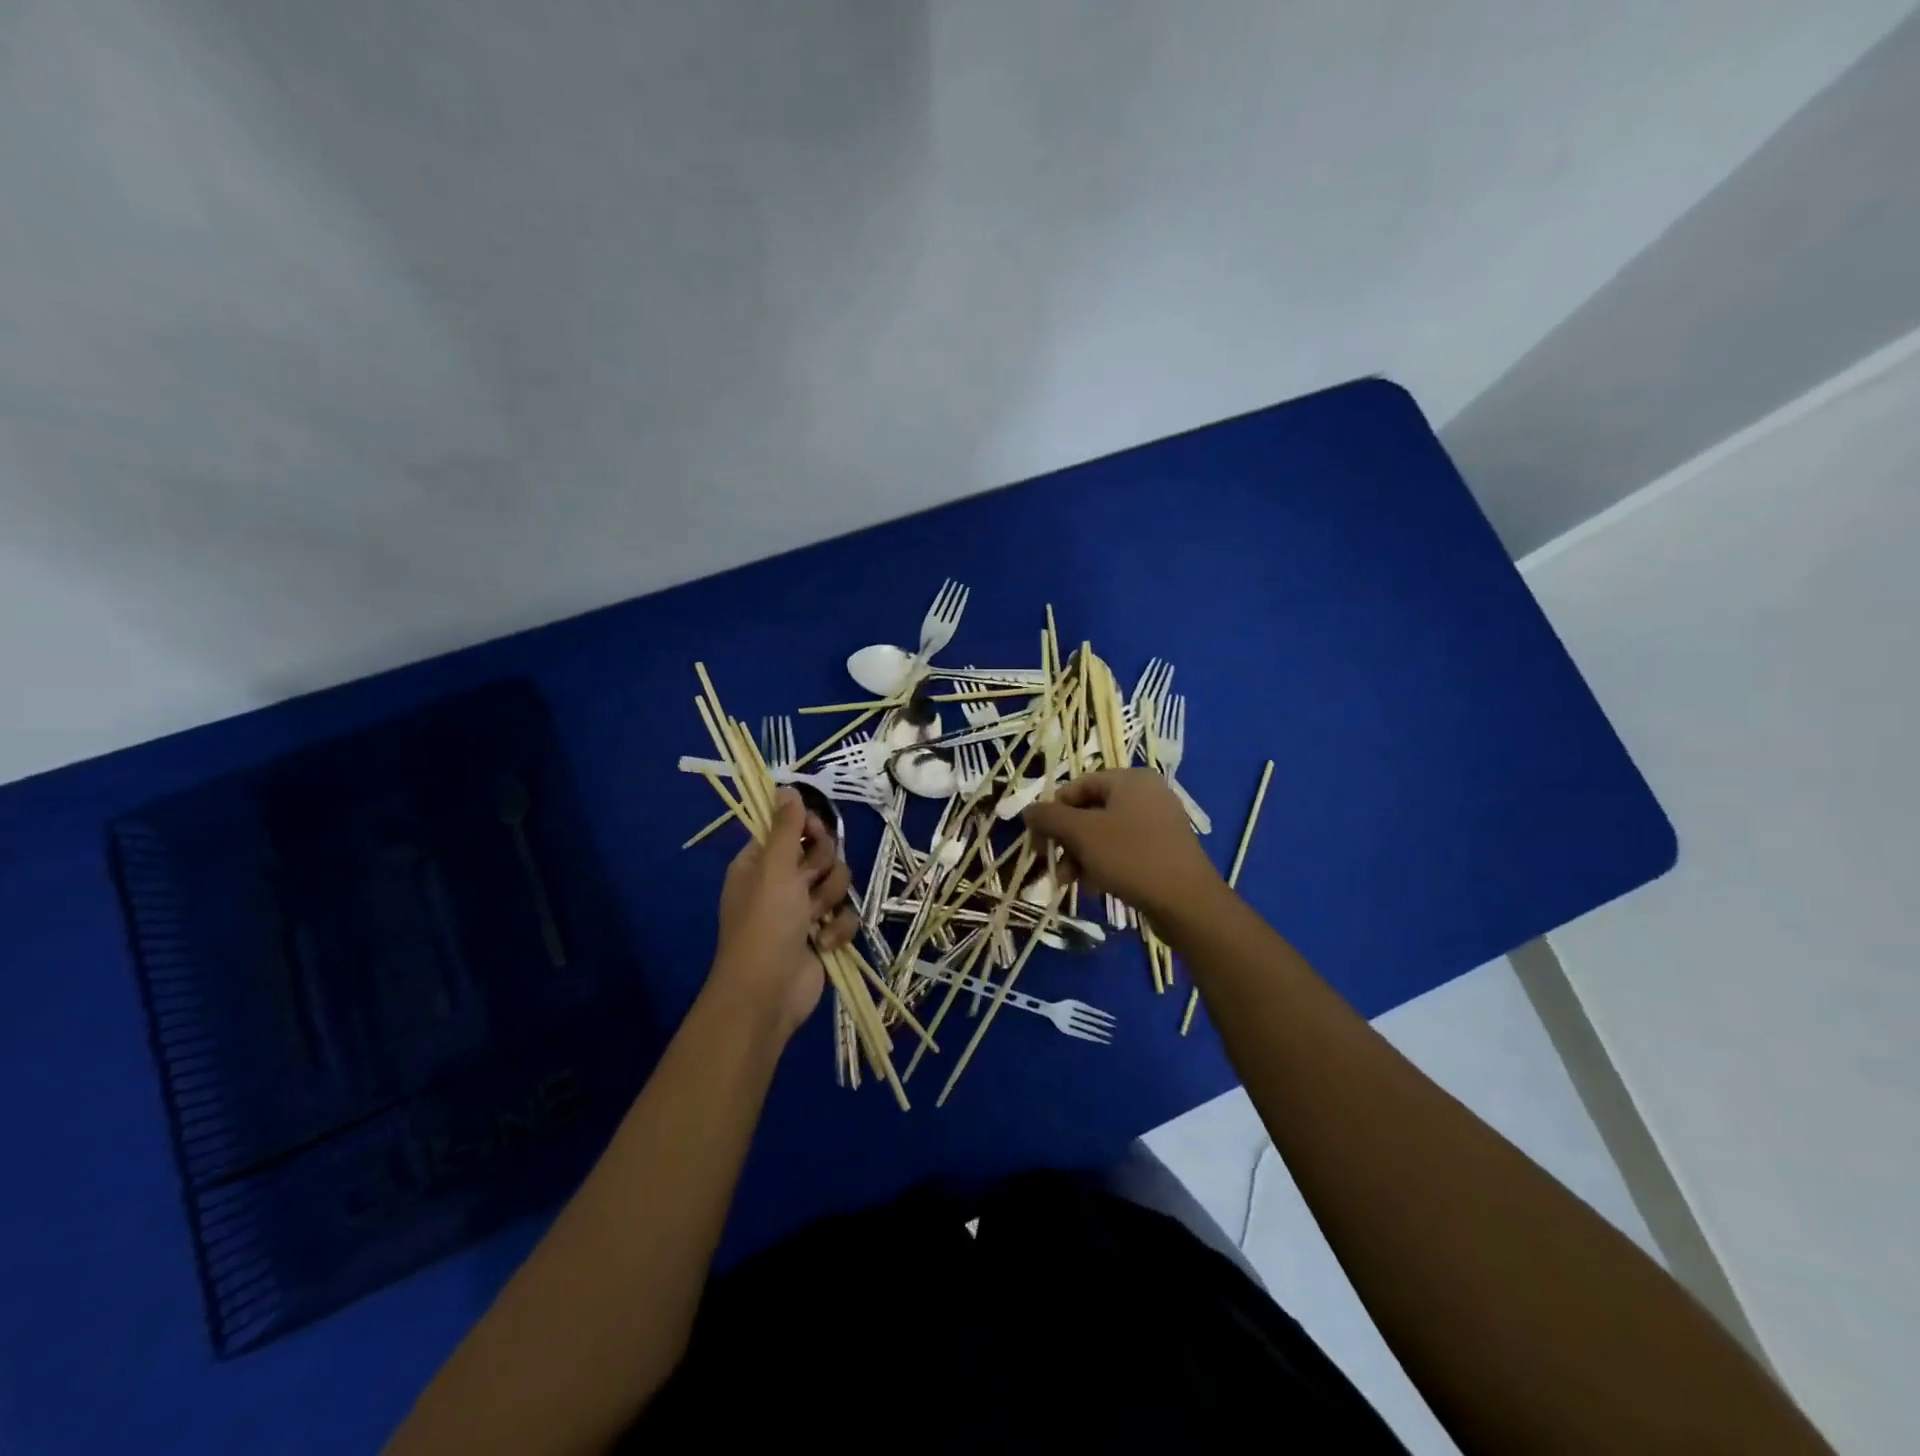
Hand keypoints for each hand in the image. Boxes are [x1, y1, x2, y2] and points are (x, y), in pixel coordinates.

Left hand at [708, 788, 858, 1040]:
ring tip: (814, 920)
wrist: (768, 993)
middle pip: (822, 853)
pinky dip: (838, 929)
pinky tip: (823, 943)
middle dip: (823, 869)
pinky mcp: (823, 934)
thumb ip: (786, 828)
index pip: (792, 828)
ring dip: (830, 901)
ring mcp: (803, 910)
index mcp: (761, 862)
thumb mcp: (774, 868)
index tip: (815, 832)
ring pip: (838, 883)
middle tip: (808, 883)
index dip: (808, 829)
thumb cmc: (765, 924)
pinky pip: (845, 915)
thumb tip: (786, 787)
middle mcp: (782, 881)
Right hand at [1024, 769, 1222, 921]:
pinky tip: (1094, 888)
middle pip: (1090, 811)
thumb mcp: (1082, 834)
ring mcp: (1159, 822)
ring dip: (1081, 856)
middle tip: (1052, 866)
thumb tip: (1028, 810)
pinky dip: (1103, 864)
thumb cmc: (1131, 857)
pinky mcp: (1164, 850)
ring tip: (1071, 882)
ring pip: (1105, 833)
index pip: (1078, 785)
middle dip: (1067, 840)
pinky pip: (1124, 849)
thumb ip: (1051, 818)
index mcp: (1130, 780)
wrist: (1187, 902)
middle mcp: (1147, 794)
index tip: (1039, 840)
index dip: (1053, 811)